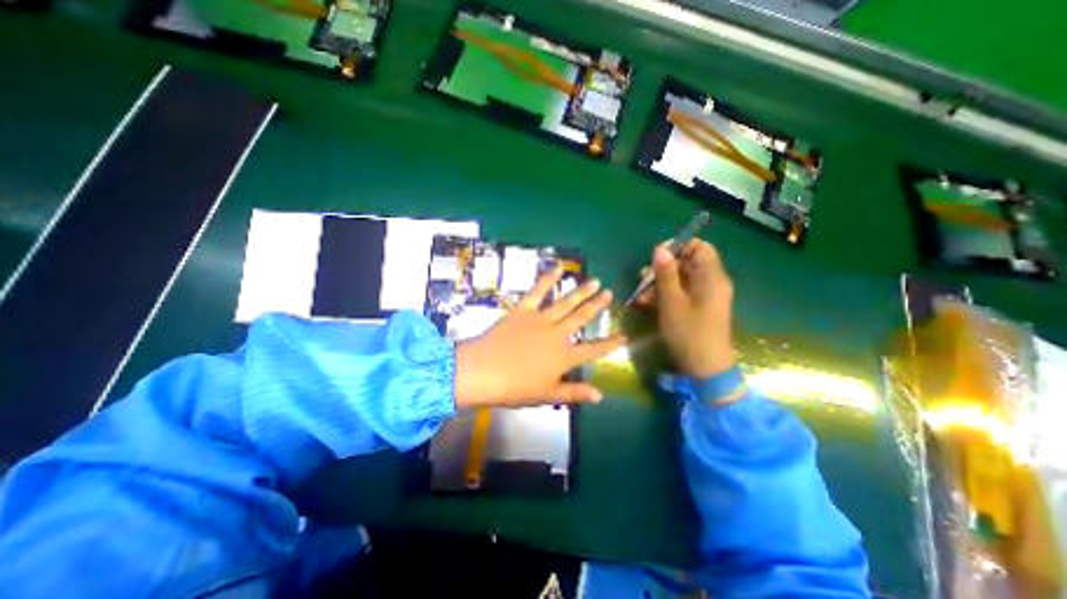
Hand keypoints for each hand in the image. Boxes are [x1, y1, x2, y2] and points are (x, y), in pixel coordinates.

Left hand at [451, 269, 626, 410]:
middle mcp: (557, 334)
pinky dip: (548, 278)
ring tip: (595, 281)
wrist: (482, 372)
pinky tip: (558, 267)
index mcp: (564, 357)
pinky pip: (537, 291)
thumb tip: (601, 395)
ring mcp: (540, 319)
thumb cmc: (514, 388)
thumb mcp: (547, 395)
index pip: (594, 350)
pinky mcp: (523, 310)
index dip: (610, 343)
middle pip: (581, 318)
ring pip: (565, 302)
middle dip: (597, 306)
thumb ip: (574, 392)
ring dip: (581, 291)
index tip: (624, 335)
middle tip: (610, 293)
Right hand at [636, 239, 739, 377]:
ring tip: (640, 296)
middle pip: (687, 263)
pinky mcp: (698, 308)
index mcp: (711, 277)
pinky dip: (664, 295)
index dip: (679, 247)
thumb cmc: (689, 332)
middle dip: (662, 268)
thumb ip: (666, 274)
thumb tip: (660, 249)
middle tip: (642, 279)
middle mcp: (711, 283)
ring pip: (680, 279)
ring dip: (658, 284)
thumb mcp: (672, 302)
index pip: (700, 247)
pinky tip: (646, 304)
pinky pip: (681, 293)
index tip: (656, 256)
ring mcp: (704, 296)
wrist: (705, 368)